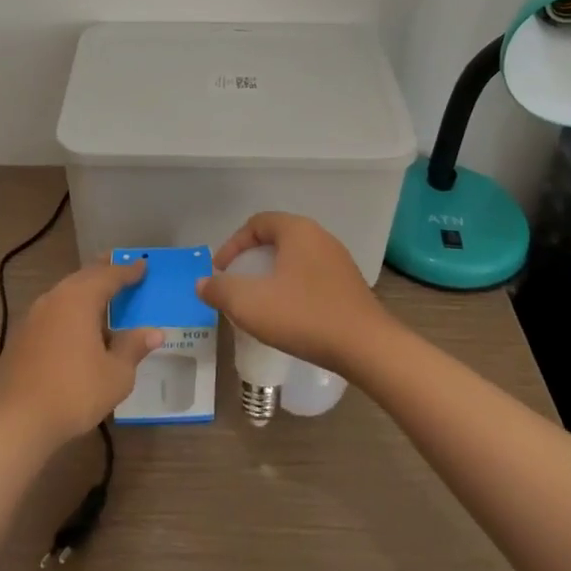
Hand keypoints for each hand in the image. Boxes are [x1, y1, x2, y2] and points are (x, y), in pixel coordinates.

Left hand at [0, 261, 162, 448]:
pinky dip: (69, 310)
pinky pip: (52, 311)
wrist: (16, 422)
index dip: (128, 271)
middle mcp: (55, 298)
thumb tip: (154, 332)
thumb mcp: (116, 374)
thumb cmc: (74, 393)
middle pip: (83, 277)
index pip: (109, 276)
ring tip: (101, 295)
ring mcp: (33, 316)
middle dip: (103, 271)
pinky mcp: (20, 336)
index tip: (143, 265)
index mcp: (79, 299)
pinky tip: (75, 326)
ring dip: (84, 290)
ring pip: (65, 293)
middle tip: (121, 268)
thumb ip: (133, 348)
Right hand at [200, 213, 394, 374]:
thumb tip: (203, 283)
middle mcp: (320, 237)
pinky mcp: (349, 285)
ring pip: (295, 259)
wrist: (367, 347)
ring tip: (259, 301)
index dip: (232, 244)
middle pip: (276, 239)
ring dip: (272, 275)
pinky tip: (288, 314)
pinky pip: (312, 277)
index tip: (220, 271)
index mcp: (297, 230)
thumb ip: (220, 290)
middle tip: (236, 284)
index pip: (257, 223)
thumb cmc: (304, 316)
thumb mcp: (250, 304)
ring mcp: (338, 261)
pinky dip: (293, 288)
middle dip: (251, 259)